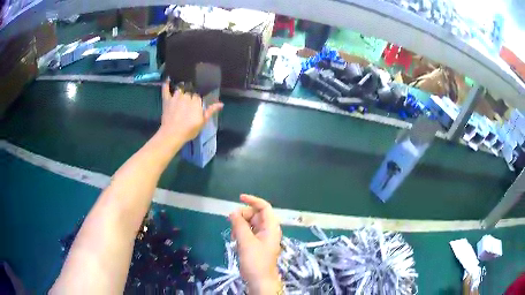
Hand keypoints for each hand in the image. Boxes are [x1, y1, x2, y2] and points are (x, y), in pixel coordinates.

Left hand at [159, 80, 223, 142]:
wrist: (172, 134)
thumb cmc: (189, 130)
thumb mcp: (203, 122)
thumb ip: (211, 111)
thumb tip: (221, 103)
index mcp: (196, 101)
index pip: (198, 95)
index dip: (197, 99)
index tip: (196, 103)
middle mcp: (186, 96)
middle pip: (189, 91)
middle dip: (189, 94)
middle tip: (188, 101)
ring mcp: (176, 97)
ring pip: (180, 89)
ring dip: (181, 89)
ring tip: (181, 90)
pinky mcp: (167, 100)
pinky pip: (166, 90)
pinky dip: (166, 84)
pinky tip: (168, 79)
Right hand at [229, 194, 281, 294]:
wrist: (260, 280)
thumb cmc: (255, 261)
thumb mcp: (246, 242)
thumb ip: (239, 225)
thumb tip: (232, 212)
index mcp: (271, 227)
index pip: (264, 207)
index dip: (253, 200)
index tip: (239, 198)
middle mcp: (268, 230)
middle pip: (256, 215)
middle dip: (243, 215)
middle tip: (231, 222)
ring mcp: (263, 238)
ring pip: (251, 224)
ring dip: (241, 225)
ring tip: (233, 234)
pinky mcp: (257, 244)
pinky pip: (249, 232)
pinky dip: (241, 232)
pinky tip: (235, 239)